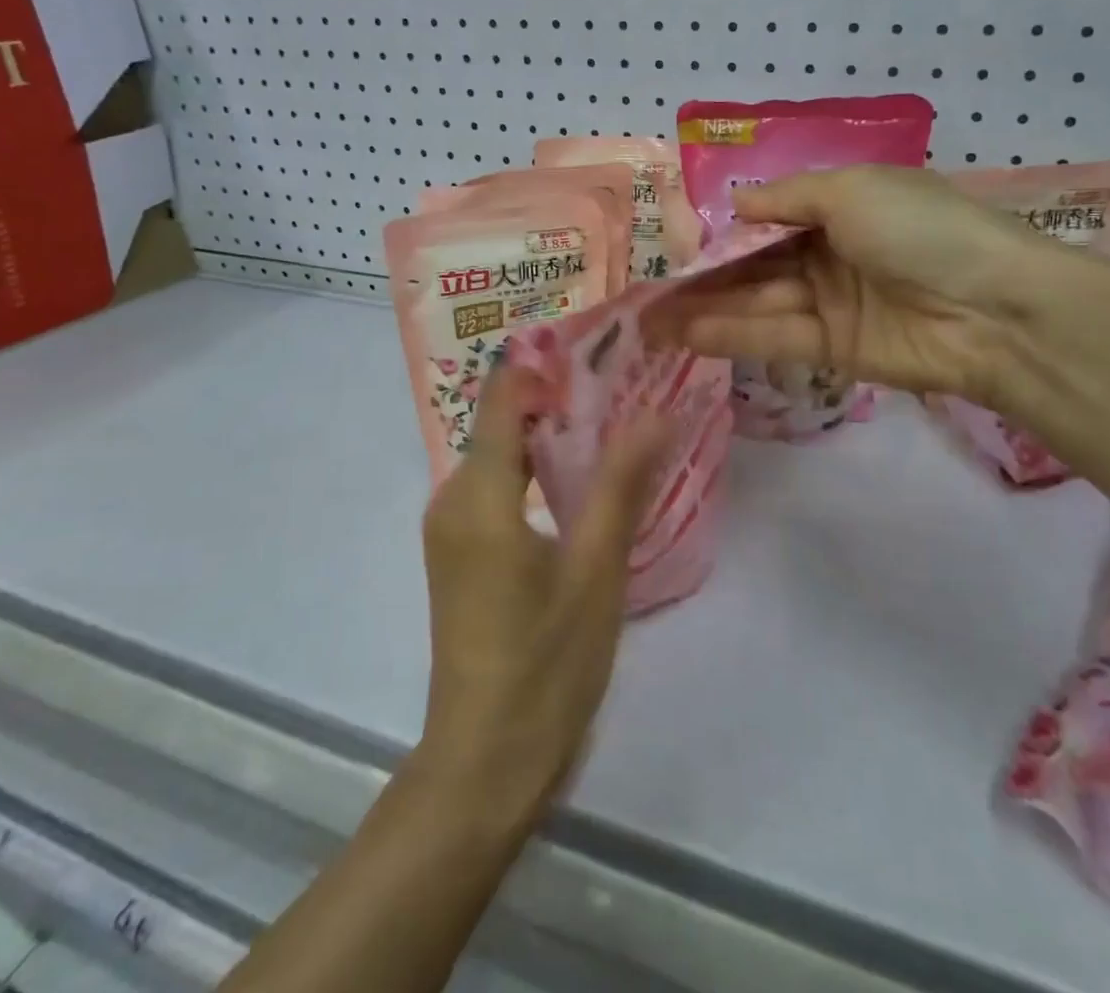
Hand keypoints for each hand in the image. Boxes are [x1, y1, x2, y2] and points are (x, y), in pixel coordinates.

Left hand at [413, 366, 669, 828]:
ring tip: (618, 424)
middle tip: (627, 384)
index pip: (504, 395)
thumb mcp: (595, 570)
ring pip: (503, 457)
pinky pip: (499, 489)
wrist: (485, 763)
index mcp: (478, 494)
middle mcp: (452, 499)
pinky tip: (586, 481)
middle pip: (504, 422)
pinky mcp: (461, 553)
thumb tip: (657, 411)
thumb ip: (622, 483)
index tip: (603, 347)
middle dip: (562, 399)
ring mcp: (452, 528)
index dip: (547, 363)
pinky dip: (539, 473)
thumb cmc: (545, 665)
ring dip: (554, 438)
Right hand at [670, 165, 1076, 406]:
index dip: (726, 232)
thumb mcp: (851, 190)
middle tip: (650, 292)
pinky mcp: (834, 348)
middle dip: (705, 278)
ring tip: (651, 321)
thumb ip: (787, 198)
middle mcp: (830, 252)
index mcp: (840, 206)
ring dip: (706, 310)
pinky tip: (687, 335)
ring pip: (758, 303)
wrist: (991, 308)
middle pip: (756, 264)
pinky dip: (732, 336)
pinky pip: (776, 337)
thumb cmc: (919, 229)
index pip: (770, 219)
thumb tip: (738, 202)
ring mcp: (831, 302)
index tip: (679, 246)